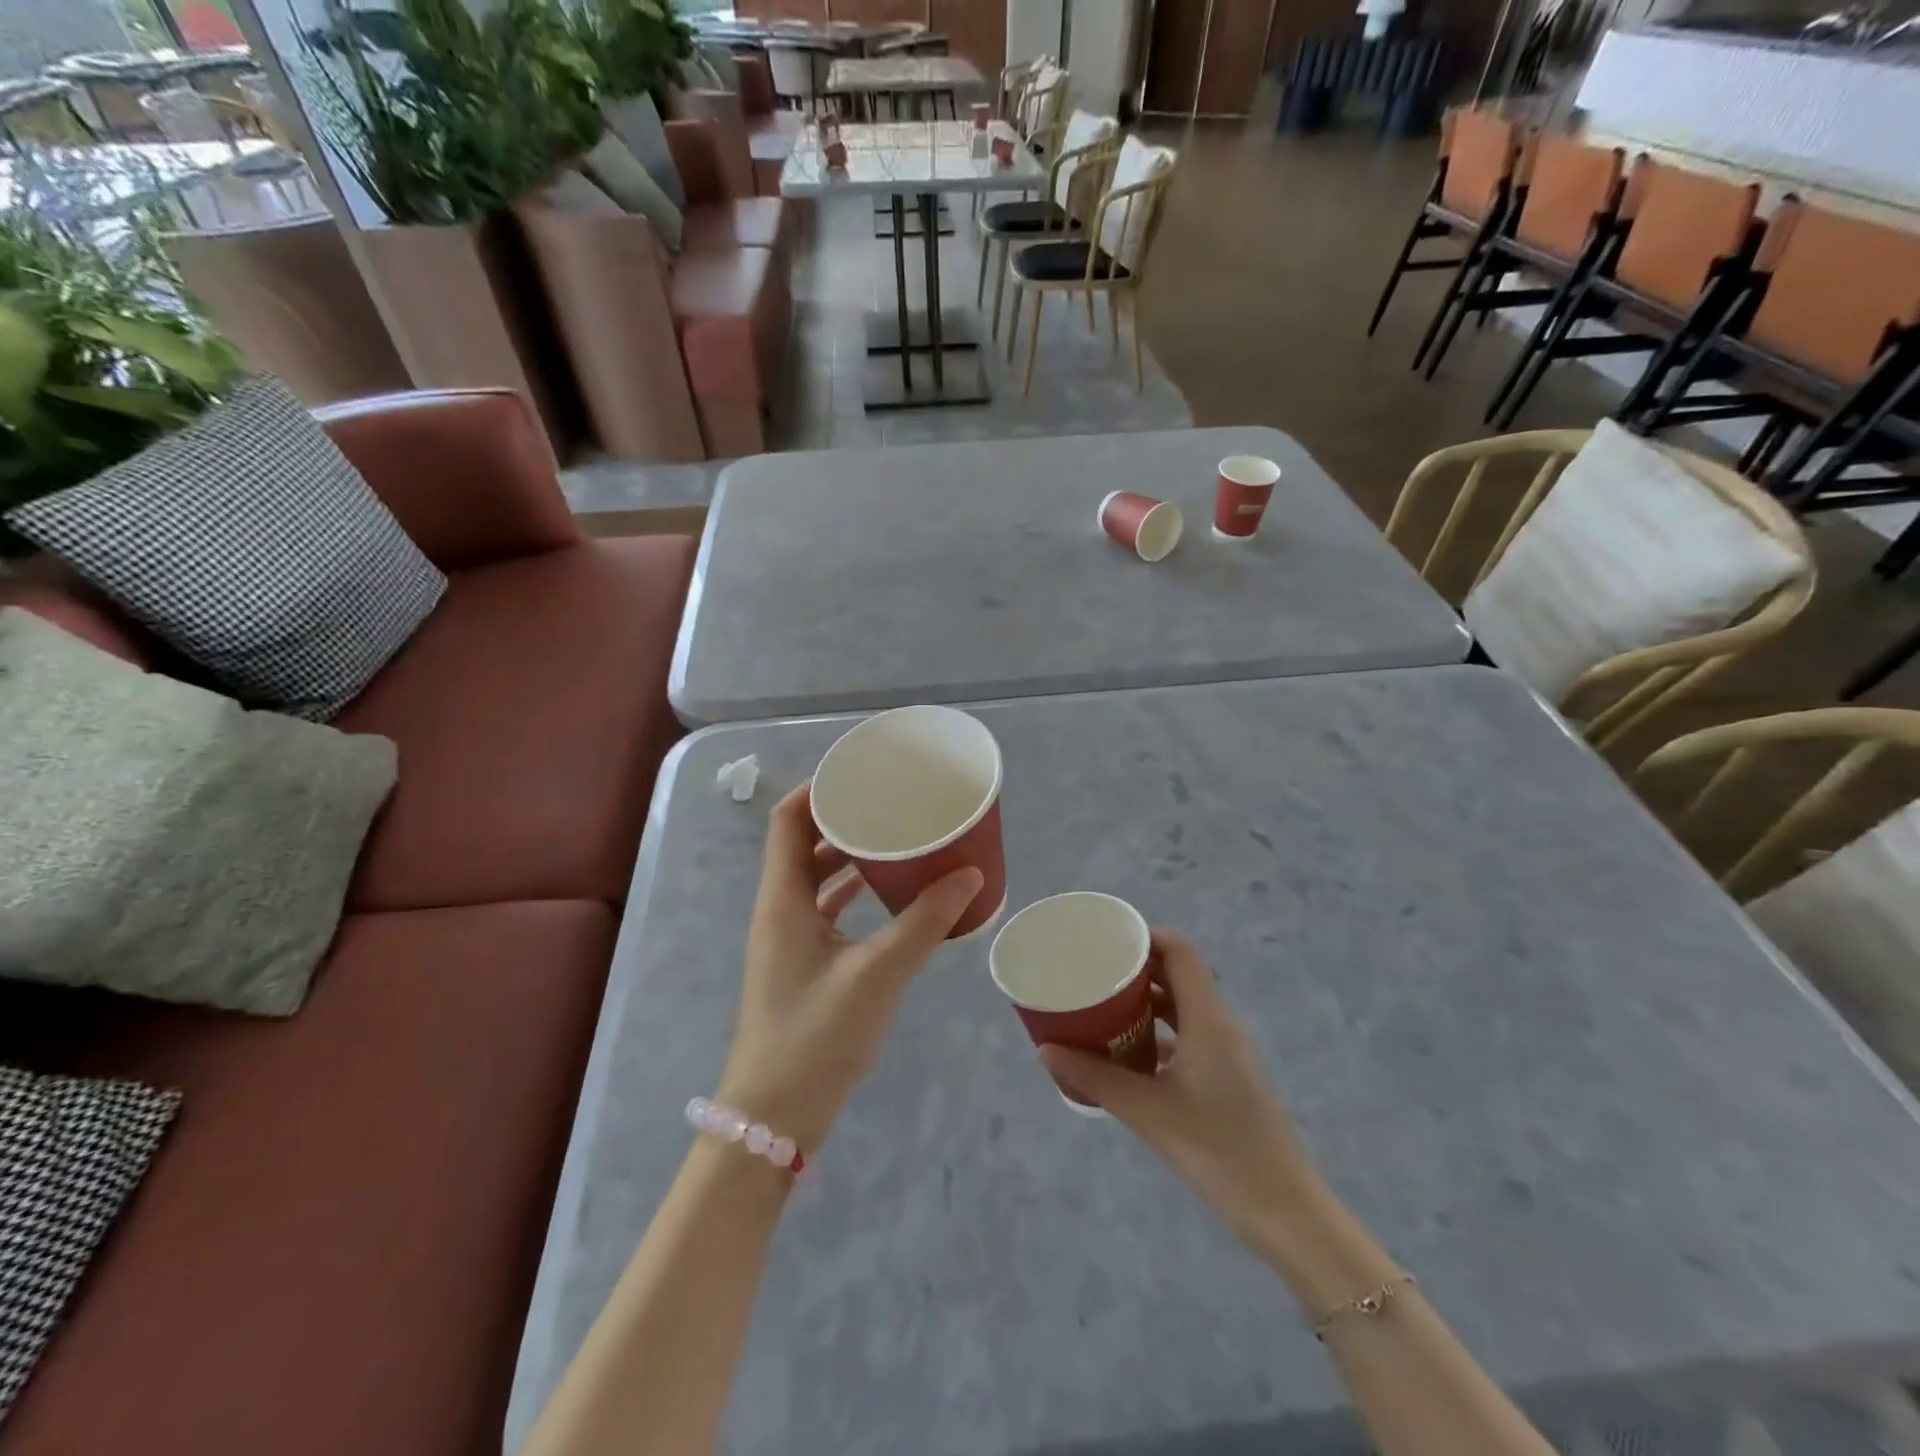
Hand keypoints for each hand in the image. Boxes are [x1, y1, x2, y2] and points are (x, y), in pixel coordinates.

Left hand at [717, 783, 983, 1153]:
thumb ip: (924, 924)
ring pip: (817, 877)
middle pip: (804, 843)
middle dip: (844, 818)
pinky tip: (892, 894)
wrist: (774, 1118)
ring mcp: (789, 938)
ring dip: (851, 855)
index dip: (819, 789)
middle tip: (892, 803)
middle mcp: (780, 909)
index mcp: (783, 899)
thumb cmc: (815, 1038)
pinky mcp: (803, 963)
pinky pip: (827, 909)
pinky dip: (854, 892)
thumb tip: (969, 875)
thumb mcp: (876, 975)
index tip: (863, 774)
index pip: (788, 820)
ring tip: (898, 838)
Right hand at [1039, 931, 1326, 1262]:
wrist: (1286, 1214)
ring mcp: (1226, 1054)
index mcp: (1208, 1019)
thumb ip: (1095, 1078)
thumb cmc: (1219, 1151)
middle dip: (1137, 968)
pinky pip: (1187, 1038)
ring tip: (1102, 1007)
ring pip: (1182, 1009)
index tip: (1106, 938)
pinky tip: (1126, 1055)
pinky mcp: (1226, 1079)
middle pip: (1179, 976)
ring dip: (1145, 1003)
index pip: (1181, 953)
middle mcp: (1220, 1026)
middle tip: (1093, 971)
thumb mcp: (1148, 1112)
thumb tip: (1045, 1050)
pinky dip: (1157, 1034)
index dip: (1146, 936)